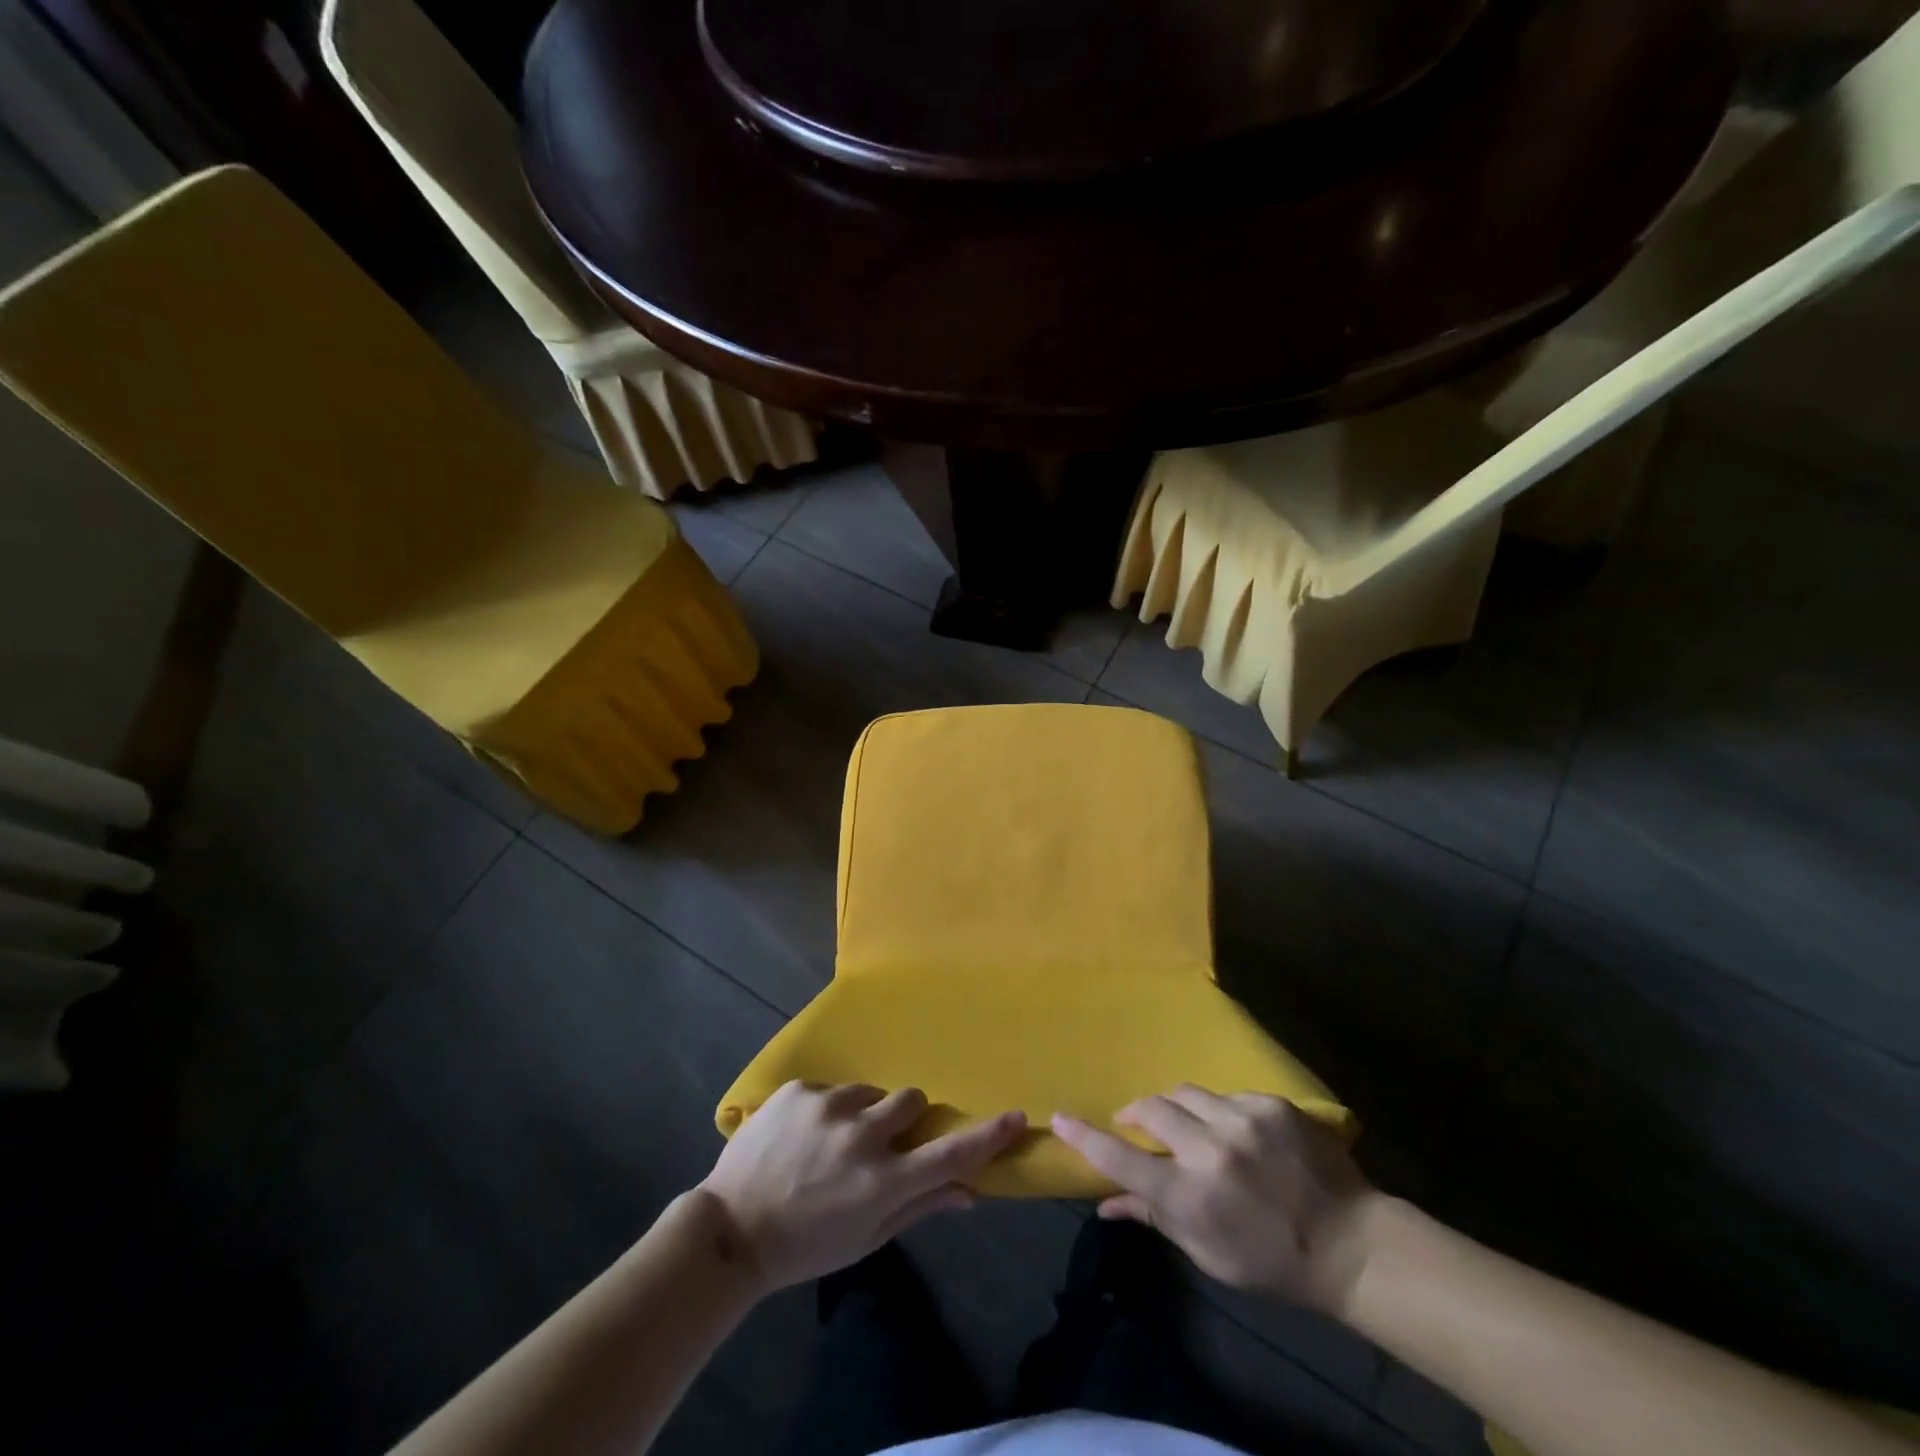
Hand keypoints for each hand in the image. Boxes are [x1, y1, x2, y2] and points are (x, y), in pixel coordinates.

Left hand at [699, 1080, 1025, 1291]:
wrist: (730, 1229)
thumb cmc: (805, 1245)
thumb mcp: (866, 1238)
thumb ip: (920, 1207)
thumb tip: (970, 1191)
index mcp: (881, 1183)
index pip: (948, 1154)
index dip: (986, 1135)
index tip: (1016, 1116)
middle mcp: (861, 1137)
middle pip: (912, 1100)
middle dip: (905, 1118)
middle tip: (880, 1141)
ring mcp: (827, 1107)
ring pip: (870, 1091)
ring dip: (863, 1112)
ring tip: (832, 1141)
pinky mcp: (799, 1090)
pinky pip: (832, 1089)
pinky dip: (827, 1109)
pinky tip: (802, 1135)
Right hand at [1052, 1086, 1377, 1315]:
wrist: (1351, 1243)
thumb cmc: (1272, 1261)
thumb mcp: (1207, 1253)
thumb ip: (1154, 1217)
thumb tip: (1105, 1203)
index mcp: (1190, 1197)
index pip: (1121, 1160)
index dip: (1086, 1137)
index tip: (1059, 1118)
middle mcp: (1210, 1150)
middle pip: (1150, 1110)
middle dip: (1135, 1114)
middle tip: (1135, 1125)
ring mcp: (1242, 1120)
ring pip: (1184, 1093)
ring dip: (1174, 1108)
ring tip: (1186, 1127)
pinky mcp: (1269, 1104)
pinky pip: (1224, 1095)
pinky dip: (1217, 1111)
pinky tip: (1235, 1133)